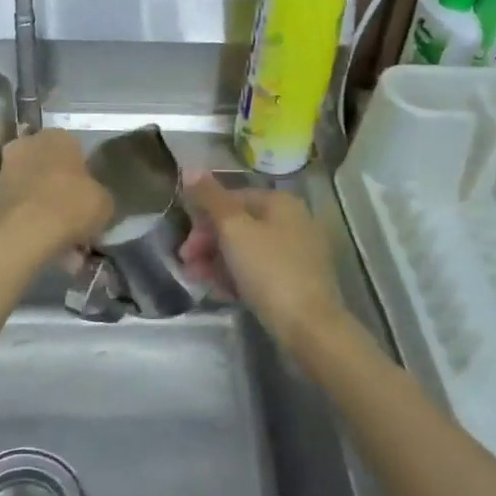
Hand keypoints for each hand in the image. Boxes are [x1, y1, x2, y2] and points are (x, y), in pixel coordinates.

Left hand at [0, 130, 112, 255]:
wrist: (26, 231)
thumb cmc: (72, 205)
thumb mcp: (104, 202)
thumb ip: (98, 195)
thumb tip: (93, 201)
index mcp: (57, 137)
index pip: (74, 149)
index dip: (82, 174)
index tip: (87, 195)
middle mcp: (27, 145)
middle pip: (48, 167)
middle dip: (58, 189)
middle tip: (72, 216)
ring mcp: (5, 169)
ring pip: (31, 188)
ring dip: (42, 207)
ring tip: (59, 239)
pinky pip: (18, 207)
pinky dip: (28, 221)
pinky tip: (43, 244)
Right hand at [181, 176, 354, 351]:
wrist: (309, 326)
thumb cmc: (268, 270)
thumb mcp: (233, 229)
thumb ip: (210, 198)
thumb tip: (189, 169)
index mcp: (280, 203)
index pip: (232, 199)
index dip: (203, 219)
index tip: (186, 246)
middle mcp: (293, 221)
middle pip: (239, 225)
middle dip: (208, 244)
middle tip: (188, 266)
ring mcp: (298, 253)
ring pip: (247, 250)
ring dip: (218, 262)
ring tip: (200, 281)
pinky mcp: (298, 281)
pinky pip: (260, 271)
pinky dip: (239, 277)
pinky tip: (223, 293)